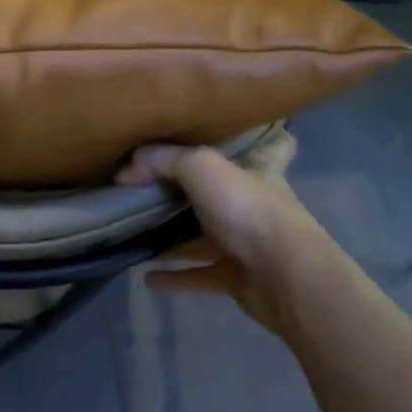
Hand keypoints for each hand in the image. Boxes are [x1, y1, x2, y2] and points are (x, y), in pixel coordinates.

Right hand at [116, 129, 340, 337]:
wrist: (285, 277)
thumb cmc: (248, 210)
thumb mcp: (200, 167)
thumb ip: (161, 160)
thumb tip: (125, 171)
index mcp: (257, 171)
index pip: (270, 147)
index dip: (261, 138)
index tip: (239, 134)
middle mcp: (255, 205)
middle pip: (222, 193)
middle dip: (193, 191)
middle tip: (151, 187)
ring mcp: (249, 244)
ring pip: (206, 236)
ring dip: (177, 237)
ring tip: (138, 233)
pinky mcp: (238, 278)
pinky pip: (199, 274)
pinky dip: (175, 276)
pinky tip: (147, 277)